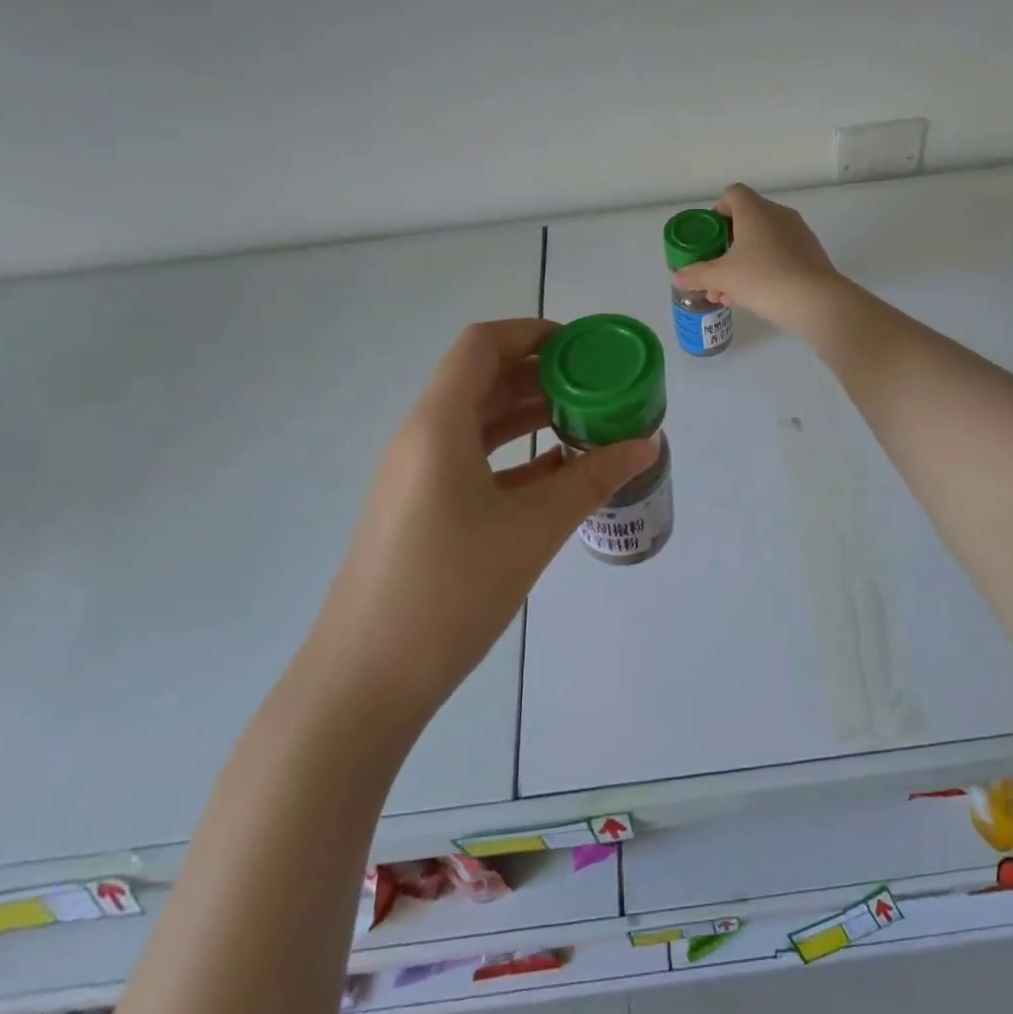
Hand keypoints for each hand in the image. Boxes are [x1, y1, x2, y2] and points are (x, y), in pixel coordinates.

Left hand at [307, 319, 656, 722]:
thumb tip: (646, 444)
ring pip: (477, 423)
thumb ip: (592, 479)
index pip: (482, 345)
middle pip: (481, 380)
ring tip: (586, 422)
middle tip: (597, 384)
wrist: (366, 680)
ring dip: (528, 415)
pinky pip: (471, 461)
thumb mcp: (533, 529)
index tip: (583, 346)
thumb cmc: (450, 589)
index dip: (532, 332)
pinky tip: (555, 473)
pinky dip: (513, 455)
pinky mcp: (420, 510)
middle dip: (540, 374)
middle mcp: (421, 438)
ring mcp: (416, 477)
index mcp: (438, 424)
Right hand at [670, 185, 844, 337]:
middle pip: (746, 220)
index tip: (710, 238)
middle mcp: (778, 214)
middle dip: (726, 247)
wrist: (816, 301)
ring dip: (743, 262)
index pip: (732, 194)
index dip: (717, 212)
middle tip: (714, 272)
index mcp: (755, 210)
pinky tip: (754, 296)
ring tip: (728, 294)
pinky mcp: (811, 253)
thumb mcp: (722, 278)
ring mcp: (798, 233)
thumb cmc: (763, 279)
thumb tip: (677, 275)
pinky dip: (764, 268)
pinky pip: (780, 254)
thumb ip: (698, 274)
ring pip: (763, 241)